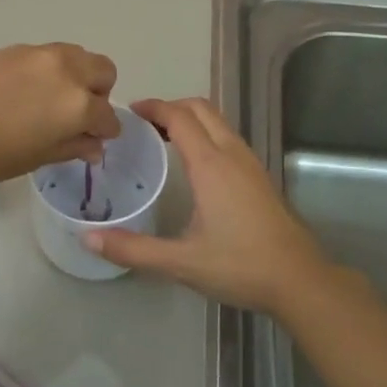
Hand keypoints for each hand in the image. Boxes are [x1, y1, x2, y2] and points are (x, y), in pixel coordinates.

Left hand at [0, 43, 119, 193]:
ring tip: (48, 103)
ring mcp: (37, 54)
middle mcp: (65, 70)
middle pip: (103, 70)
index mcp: (77, 104)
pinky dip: (48, 71)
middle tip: (75, 117)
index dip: (104, 132)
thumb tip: (93, 146)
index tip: (92, 142)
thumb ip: (70, 147)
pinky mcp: (11, 48)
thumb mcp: (33, 158)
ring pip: (75, 56)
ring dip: (75, 76)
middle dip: (98, 93)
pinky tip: (21, 94)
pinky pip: (45, 56)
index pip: (107, 116)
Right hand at [82, 98, 345, 318]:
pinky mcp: (260, 176)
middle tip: (143, 124)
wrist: (299, 280)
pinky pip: (228, 137)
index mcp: (210, 165)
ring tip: (163, 139)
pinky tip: (195, 164)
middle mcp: (231, 154)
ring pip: (218, 121)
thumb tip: (87, 239)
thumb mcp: (181, 262)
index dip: (153, 107)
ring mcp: (250, 163)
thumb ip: (133, 249)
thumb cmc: (240, 266)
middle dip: (171, 107)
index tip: (128, 112)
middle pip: (201, 108)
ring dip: (190, 119)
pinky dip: (206, 134)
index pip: (179, 117)